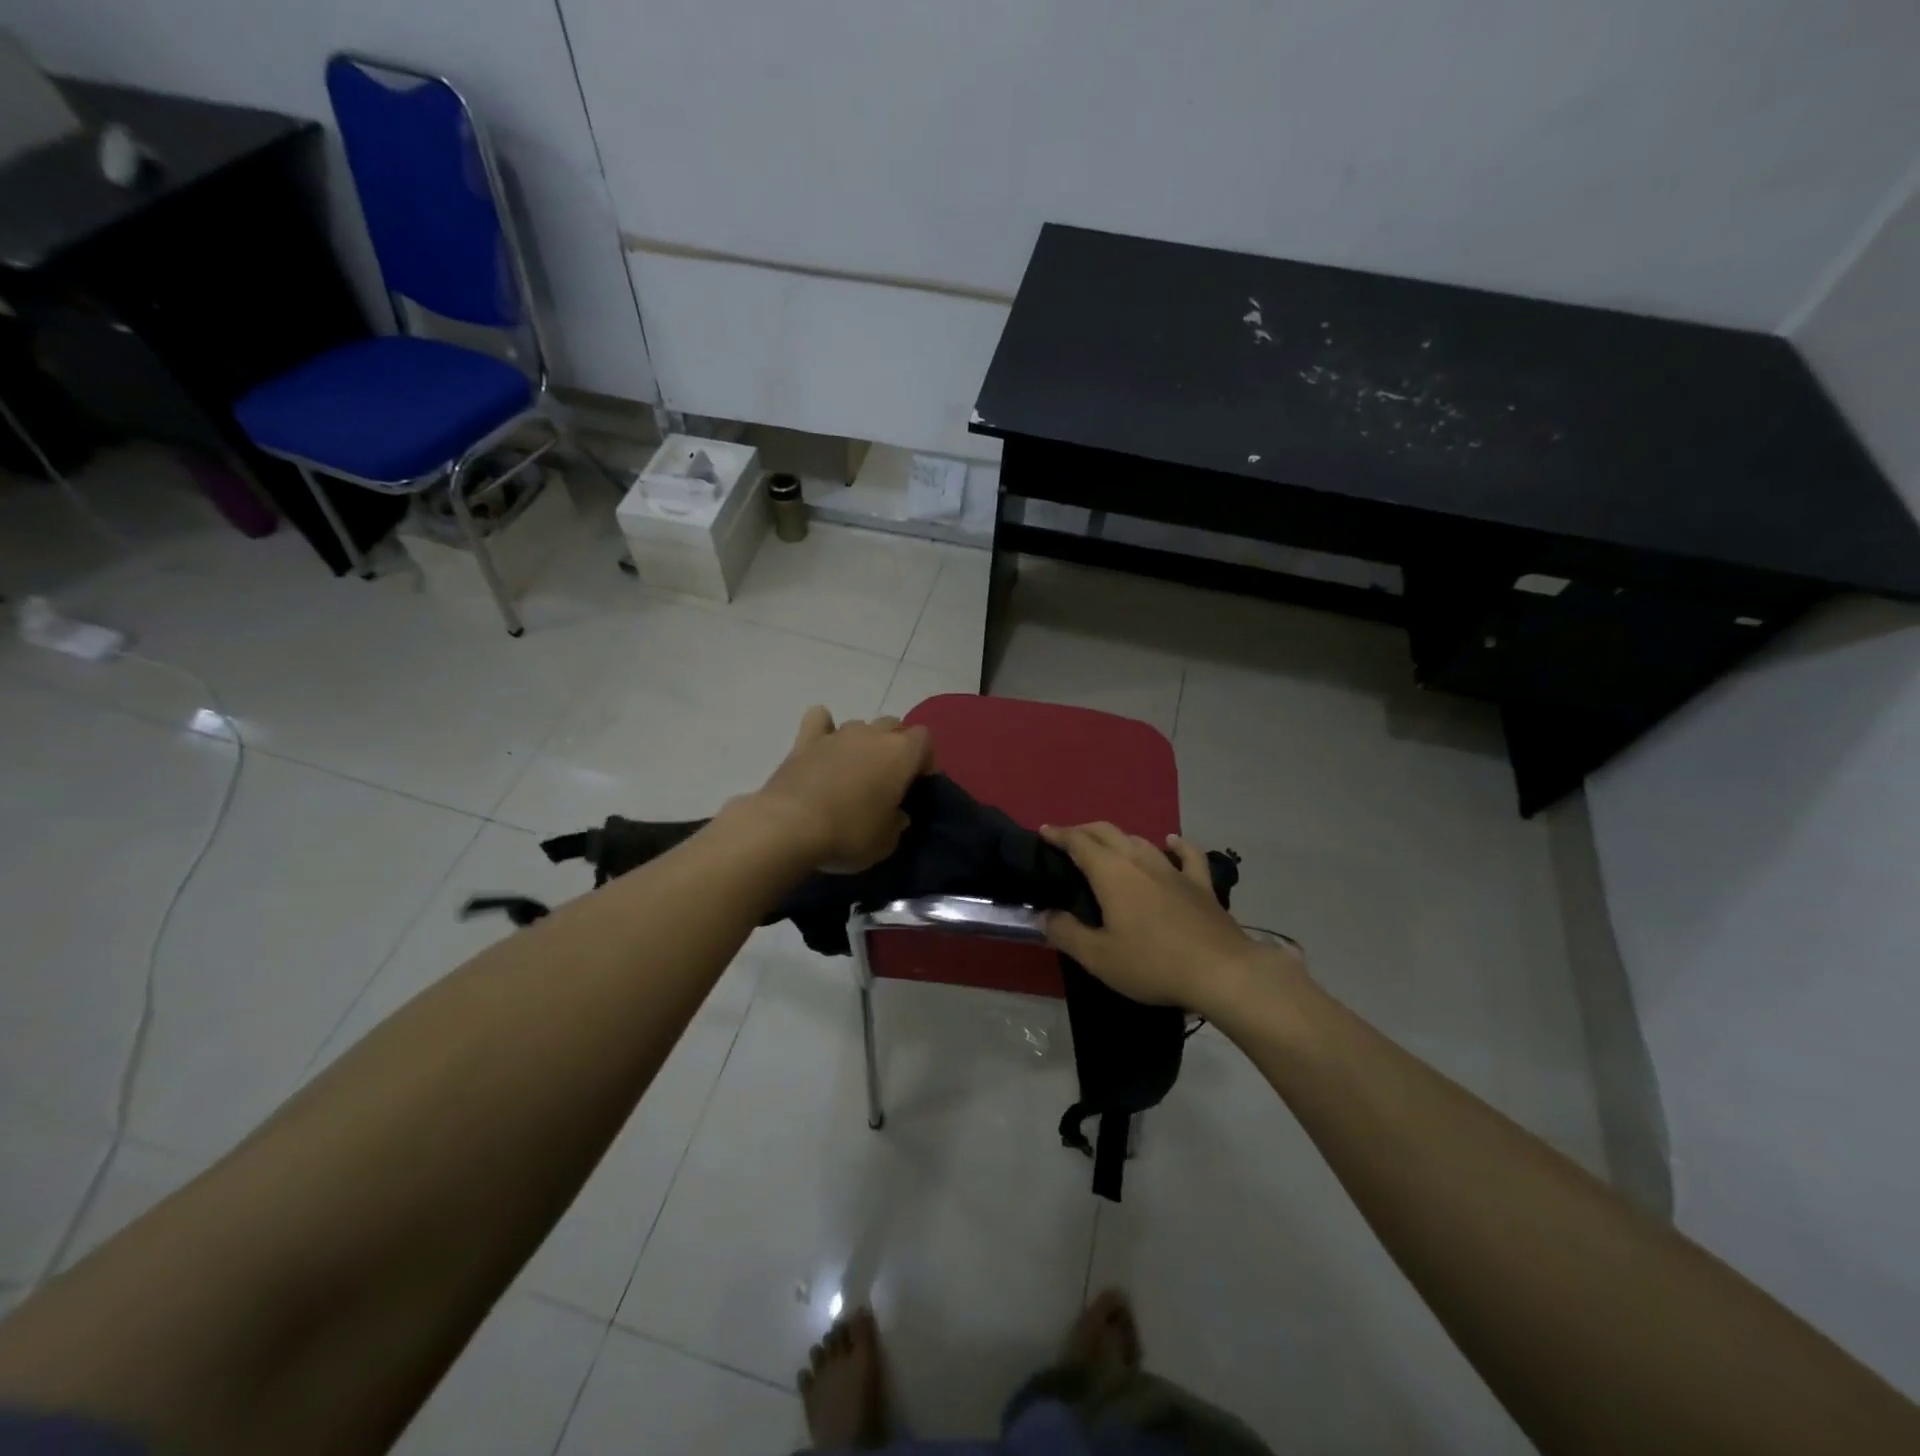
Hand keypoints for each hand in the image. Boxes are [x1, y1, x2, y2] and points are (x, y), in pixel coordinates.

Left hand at [747, 707, 934, 871]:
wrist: (789, 827)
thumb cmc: (849, 834)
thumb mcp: (887, 842)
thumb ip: (897, 822)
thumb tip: (896, 814)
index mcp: (901, 753)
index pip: (924, 739)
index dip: (924, 759)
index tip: (917, 784)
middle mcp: (872, 734)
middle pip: (893, 726)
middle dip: (895, 746)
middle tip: (887, 779)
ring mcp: (837, 734)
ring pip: (860, 725)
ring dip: (862, 742)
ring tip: (854, 771)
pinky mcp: (805, 741)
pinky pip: (819, 720)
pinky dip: (824, 728)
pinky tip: (822, 746)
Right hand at [1040, 822, 1300, 1013]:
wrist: (1221, 971)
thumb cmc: (1153, 963)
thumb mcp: (1099, 957)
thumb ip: (1066, 932)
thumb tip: (1042, 914)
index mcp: (1111, 873)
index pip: (1079, 842)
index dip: (1059, 834)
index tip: (1044, 831)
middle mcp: (1140, 861)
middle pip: (1108, 832)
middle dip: (1085, 830)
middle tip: (1069, 839)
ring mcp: (1173, 870)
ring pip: (1141, 841)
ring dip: (1119, 838)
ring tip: (1108, 845)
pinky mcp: (1201, 884)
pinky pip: (1187, 855)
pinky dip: (1175, 845)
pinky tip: (1171, 842)